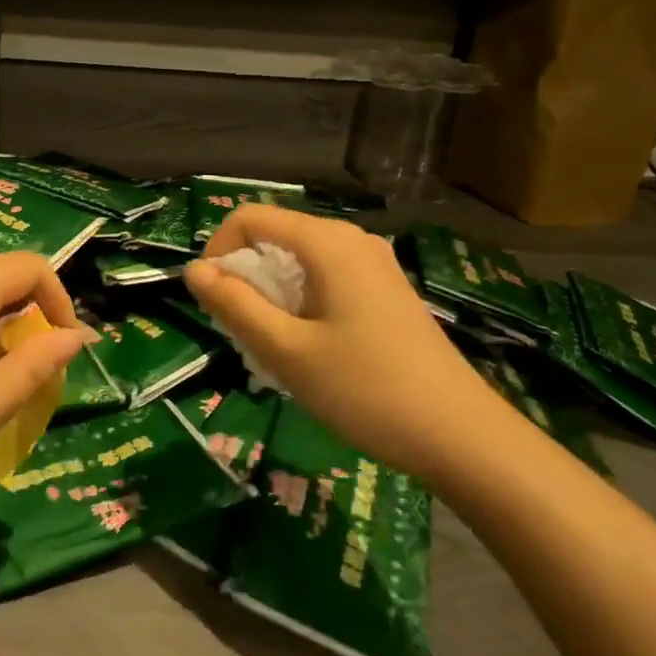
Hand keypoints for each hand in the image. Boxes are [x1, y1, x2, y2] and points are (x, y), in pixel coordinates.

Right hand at [184, 206, 507, 481]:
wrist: (462, 437)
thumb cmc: (366, 390)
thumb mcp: (286, 351)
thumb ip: (234, 305)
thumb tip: (193, 270)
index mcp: (328, 243)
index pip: (249, 218)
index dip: (218, 251)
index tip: (213, 303)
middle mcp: (352, 241)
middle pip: (275, 237)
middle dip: (246, 277)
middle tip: (243, 333)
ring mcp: (375, 265)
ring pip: (299, 262)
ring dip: (272, 295)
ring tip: (273, 347)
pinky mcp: (387, 292)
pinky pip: (326, 280)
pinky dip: (301, 303)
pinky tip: (309, 350)